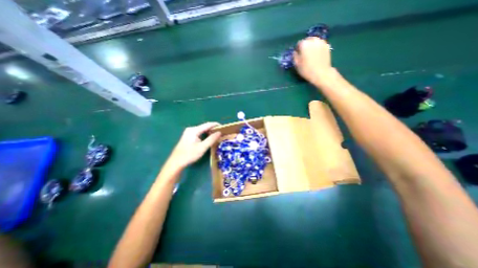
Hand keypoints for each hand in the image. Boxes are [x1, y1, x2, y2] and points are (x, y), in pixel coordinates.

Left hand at [167, 121, 220, 169]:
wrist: (176, 162)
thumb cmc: (189, 155)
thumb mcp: (202, 147)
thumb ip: (211, 139)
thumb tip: (219, 132)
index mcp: (194, 130)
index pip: (208, 124)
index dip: (216, 125)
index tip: (224, 127)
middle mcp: (191, 129)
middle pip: (205, 127)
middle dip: (213, 129)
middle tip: (221, 133)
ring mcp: (189, 132)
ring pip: (202, 130)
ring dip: (209, 132)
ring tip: (217, 135)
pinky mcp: (188, 136)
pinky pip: (199, 133)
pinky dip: (205, 135)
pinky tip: (209, 138)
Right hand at [292, 37, 333, 85]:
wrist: (321, 73)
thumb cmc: (306, 70)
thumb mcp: (296, 65)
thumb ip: (295, 56)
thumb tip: (295, 52)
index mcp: (304, 44)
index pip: (299, 43)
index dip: (298, 49)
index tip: (298, 54)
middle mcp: (313, 40)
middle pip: (308, 40)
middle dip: (306, 45)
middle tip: (305, 53)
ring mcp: (322, 42)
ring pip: (315, 41)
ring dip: (312, 45)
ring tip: (311, 53)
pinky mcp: (327, 46)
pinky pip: (320, 44)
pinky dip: (318, 47)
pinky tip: (317, 54)